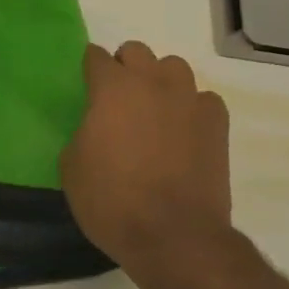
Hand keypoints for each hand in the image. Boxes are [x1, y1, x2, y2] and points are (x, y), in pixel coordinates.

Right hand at [61, 42, 231, 280]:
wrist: (174, 237)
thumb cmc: (112, 201)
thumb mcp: (72, 167)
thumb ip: (81, 133)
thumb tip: (93, 128)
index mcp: (111, 88)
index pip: (96, 57)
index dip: (90, 69)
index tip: (86, 86)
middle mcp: (151, 82)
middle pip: (136, 51)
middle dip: (125, 67)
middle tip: (118, 98)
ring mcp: (188, 100)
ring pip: (174, 67)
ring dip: (161, 81)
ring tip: (155, 109)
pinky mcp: (216, 124)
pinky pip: (204, 100)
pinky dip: (193, 108)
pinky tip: (186, 130)